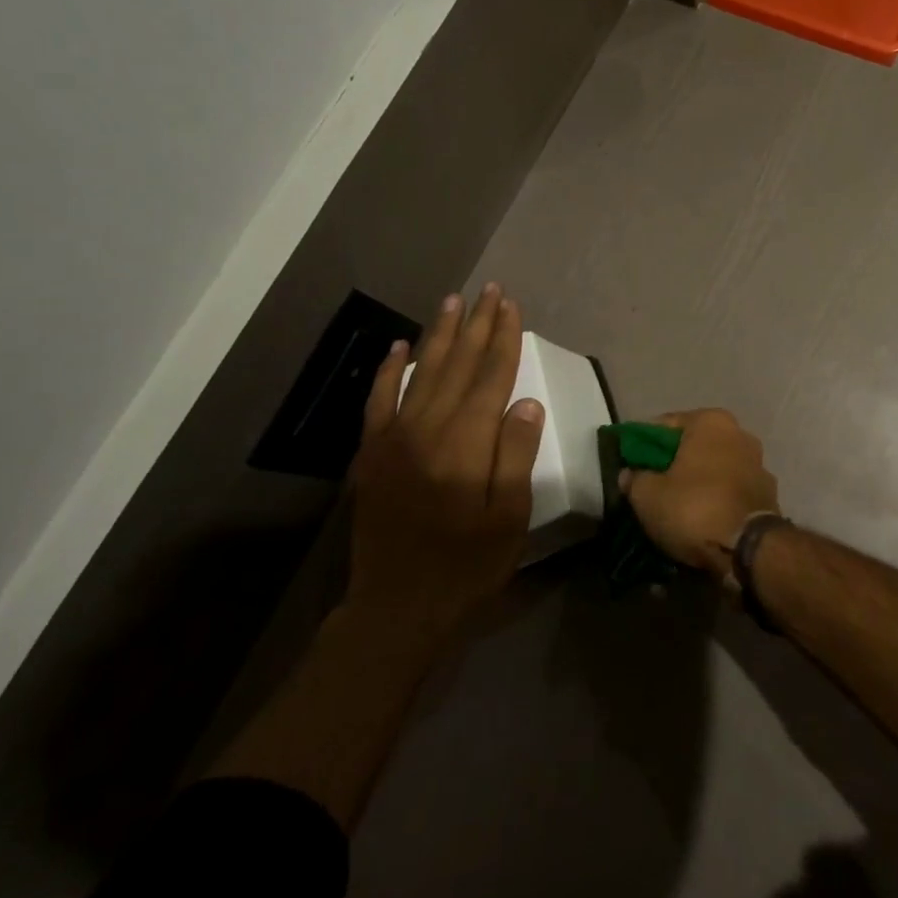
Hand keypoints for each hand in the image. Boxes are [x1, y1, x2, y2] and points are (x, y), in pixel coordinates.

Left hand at [347, 284, 543, 633]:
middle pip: (457, 365)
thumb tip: (526, 403)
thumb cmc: (466, 566)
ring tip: (454, 301)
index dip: (504, 339)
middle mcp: (426, 429)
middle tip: (490, 290)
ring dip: (440, 334)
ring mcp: (393, 438)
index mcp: (465, 444)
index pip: (491, 377)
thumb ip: (516, 456)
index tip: (512, 307)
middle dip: (477, 325)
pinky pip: (379, 400)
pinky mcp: (371, 453)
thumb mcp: (508, 518)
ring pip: (421, 372)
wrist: (396, 607)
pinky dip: (389, 369)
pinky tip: (400, 345)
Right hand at [621, 409, 779, 574]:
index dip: (643, 444)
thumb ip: (634, 478)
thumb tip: (630, 474)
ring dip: (697, 482)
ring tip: (675, 506)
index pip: (665, 424)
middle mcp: (740, 434)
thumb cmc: (694, 508)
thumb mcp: (648, 495)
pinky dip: (715, 499)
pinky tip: (700, 518)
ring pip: (714, 469)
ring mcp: (758, 464)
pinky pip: (730, 491)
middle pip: (694, 446)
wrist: (748, 550)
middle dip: (673, 463)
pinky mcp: (767, 493)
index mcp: (711, 422)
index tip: (629, 464)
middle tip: (650, 485)